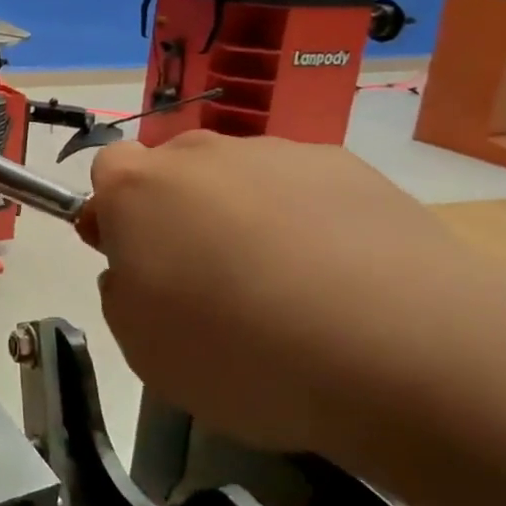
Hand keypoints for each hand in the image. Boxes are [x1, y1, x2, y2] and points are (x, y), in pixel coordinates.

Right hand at [81, 131, 463, 450]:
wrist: (398, 346)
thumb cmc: (240, 351)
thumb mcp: (143, 347)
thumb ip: (122, 293)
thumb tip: (138, 269)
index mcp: (139, 188)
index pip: (107, 171)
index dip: (114, 215)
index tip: (134, 261)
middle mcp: (202, 154)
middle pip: (175, 170)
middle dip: (179, 213)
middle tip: (208, 280)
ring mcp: (278, 153)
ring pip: (240, 179)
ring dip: (244, 217)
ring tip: (288, 290)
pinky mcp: (348, 167)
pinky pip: (304, 190)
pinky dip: (308, 223)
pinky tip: (340, 280)